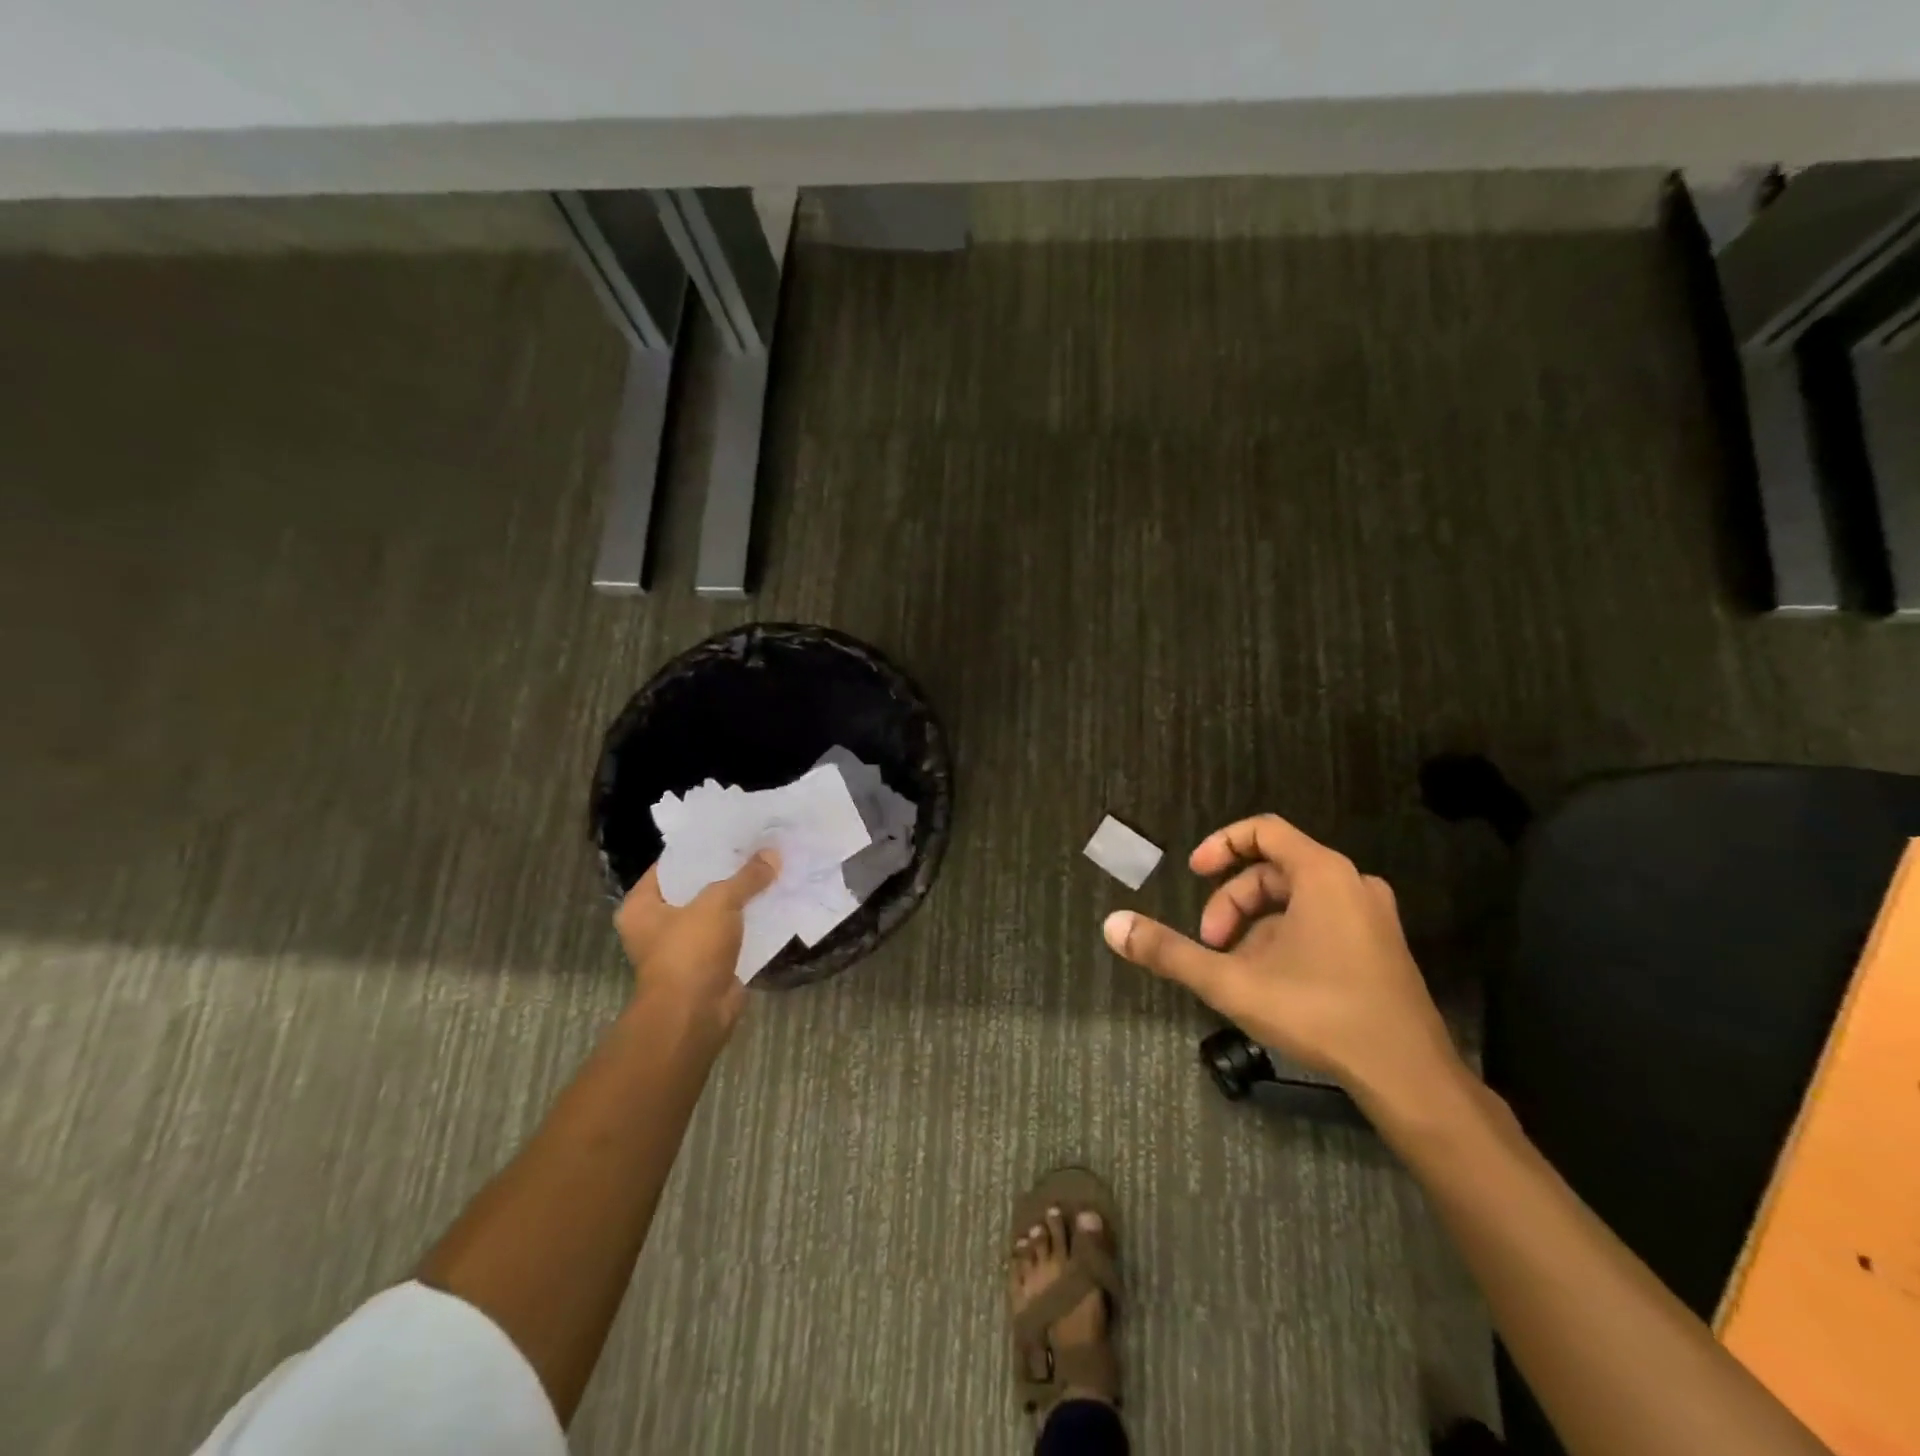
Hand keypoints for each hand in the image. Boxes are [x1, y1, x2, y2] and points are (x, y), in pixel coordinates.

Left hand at [613, 852, 778, 1030]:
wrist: (694, 1016)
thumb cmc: (690, 951)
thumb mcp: (718, 902)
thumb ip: (745, 877)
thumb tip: (773, 854)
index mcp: (642, 906)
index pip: (672, 865)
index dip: (701, 847)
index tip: (730, 831)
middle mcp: (658, 926)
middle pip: (697, 888)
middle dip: (727, 872)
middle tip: (757, 846)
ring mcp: (685, 947)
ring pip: (718, 912)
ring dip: (742, 898)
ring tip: (771, 869)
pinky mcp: (710, 965)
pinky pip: (733, 935)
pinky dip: (751, 923)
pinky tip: (775, 902)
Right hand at [1103, 814, 1463, 1114]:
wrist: (1410, 1077)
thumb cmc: (1320, 1013)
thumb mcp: (1232, 981)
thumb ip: (1170, 952)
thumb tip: (1113, 925)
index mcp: (1322, 874)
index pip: (1264, 830)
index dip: (1220, 844)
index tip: (1193, 873)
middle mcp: (1353, 883)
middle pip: (1274, 870)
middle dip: (1232, 903)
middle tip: (1209, 945)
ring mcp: (1373, 916)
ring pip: (1297, 900)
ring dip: (1255, 926)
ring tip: (1236, 970)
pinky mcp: (1382, 947)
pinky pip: (1321, 921)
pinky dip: (1286, 938)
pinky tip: (1273, 983)